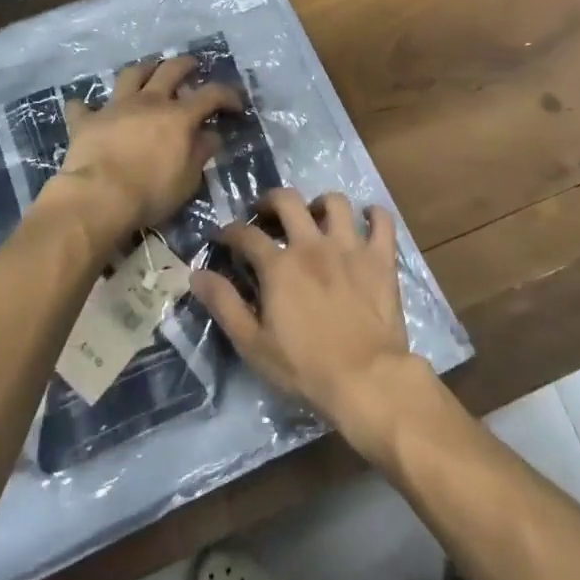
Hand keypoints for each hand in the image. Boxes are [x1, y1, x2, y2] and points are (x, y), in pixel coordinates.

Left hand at [52, 55, 242, 255]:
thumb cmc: (150, 192)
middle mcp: (149, 102)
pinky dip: (86, 107)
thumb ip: (200, 153)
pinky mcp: (87, 121)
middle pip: (170, 70)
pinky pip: (83, 107)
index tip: (236, 104)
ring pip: (131, 75)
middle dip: (185, 64)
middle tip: (192, 66)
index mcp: (178, 116)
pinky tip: (86, 109)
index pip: (211, 94)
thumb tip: (210, 135)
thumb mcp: (187, 179)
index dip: (227, 95)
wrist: (98, 198)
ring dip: (143, 69)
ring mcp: (116, 107)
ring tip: (148, 71)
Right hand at [192, 188, 423, 445]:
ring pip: (335, 201)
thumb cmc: (305, 367)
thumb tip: (197, 274)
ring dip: (321, 204)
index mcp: (279, 265)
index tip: (225, 237)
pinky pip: (382, 221)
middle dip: (271, 200)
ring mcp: (350, 246)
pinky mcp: (381, 257)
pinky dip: (374, 215)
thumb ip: (224, 304)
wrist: (366, 379)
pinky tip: (367, 220)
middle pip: (288, 200)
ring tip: (316, 217)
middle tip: (267, 214)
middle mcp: (312, 244)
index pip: (246, 234)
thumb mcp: (253, 343)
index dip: (231, 231)